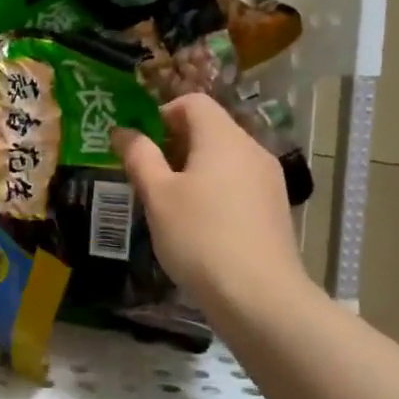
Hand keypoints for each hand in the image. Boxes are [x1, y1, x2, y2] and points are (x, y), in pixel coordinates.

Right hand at [116, 94, 318, 315]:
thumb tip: (123, 131)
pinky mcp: (275, 208)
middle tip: (149, 177)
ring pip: (224, 158)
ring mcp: (268, 180)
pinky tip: (200, 225)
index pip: (193, 102)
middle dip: (175, 145)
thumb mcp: (157, 195)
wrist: (259, 296)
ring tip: (171, 204)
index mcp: (223, 137)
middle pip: (210, 128)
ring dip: (194, 169)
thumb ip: (139, 157)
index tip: (141, 145)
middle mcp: (252, 149)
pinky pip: (238, 183)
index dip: (162, 114)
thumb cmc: (200, 237)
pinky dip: (215, 190)